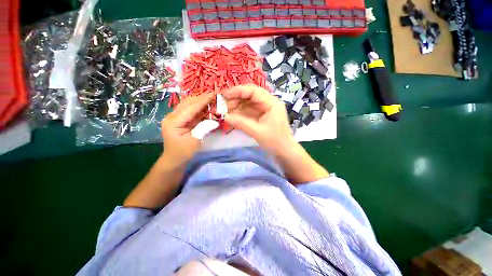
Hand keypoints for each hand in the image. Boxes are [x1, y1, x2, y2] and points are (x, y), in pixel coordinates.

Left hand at [161, 93, 213, 164]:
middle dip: (201, 99)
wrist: (174, 159)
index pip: (190, 108)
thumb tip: (215, 120)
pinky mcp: (180, 119)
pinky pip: (191, 111)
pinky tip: (208, 109)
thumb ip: (204, 128)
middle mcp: (172, 116)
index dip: (202, 101)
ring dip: (201, 103)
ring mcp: (176, 117)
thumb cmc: (183, 152)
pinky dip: (200, 109)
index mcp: (173, 122)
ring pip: (189, 105)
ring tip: (213, 102)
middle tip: (215, 97)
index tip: (213, 95)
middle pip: (188, 103)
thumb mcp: (194, 141)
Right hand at [223, 85, 296, 156]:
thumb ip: (240, 123)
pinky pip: (249, 110)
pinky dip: (240, 112)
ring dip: (236, 106)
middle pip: (250, 95)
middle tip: (222, 105)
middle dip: (235, 99)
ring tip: (224, 111)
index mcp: (271, 103)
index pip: (253, 91)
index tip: (224, 95)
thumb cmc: (274, 141)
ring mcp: (265, 108)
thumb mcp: (257, 132)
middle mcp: (269, 102)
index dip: (238, 91)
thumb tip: (224, 116)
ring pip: (248, 103)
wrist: (284, 151)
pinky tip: (232, 115)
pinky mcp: (262, 115)